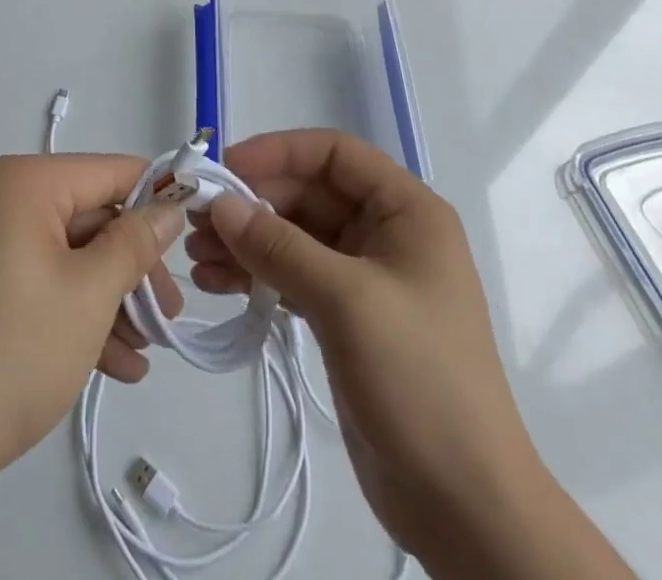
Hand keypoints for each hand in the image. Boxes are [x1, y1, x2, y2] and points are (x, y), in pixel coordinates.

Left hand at [0, 153, 185, 501]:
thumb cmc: (9, 358)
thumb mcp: (89, 296)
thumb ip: (136, 243)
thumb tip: (169, 207)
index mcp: (16, 180)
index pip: (105, 172)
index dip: (155, 199)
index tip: (192, 235)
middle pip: (83, 217)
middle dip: (128, 269)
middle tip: (166, 317)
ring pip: (58, 252)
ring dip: (103, 298)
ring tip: (142, 352)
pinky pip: (29, 274)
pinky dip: (65, 308)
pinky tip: (107, 361)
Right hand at [188, 130, 631, 579]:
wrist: (465, 507)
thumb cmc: (418, 379)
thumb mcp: (346, 300)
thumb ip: (279, 246)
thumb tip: (220, 204)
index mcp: (406, 211)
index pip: (334, 154)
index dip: (278, 152)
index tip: (226, 169)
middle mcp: (386, 233)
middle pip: (308, 194)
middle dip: (252, 205)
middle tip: (196, 222)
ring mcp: (366, 278)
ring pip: (295, 236)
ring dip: (247, 241)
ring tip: (196, 258)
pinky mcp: (347, 318)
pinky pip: (293, 276)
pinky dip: (257, 275)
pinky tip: (217, 285)